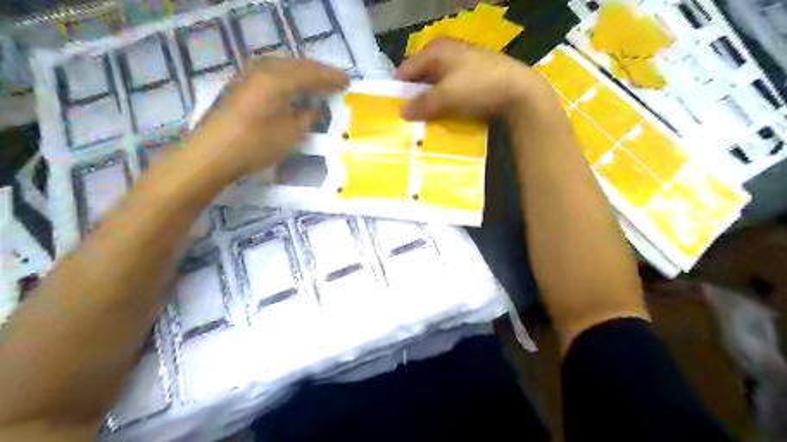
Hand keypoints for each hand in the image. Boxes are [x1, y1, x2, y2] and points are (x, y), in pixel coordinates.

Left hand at [184, 57, 345, 183]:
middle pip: (297, 65)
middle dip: (318, 72)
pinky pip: (271, 73)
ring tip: (317, 83)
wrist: (211, 153)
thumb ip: (306, 117)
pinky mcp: (240, 85)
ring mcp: (248, 75)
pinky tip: (292, 88)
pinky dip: (287, 78)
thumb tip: (315, 108)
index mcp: (278, 79)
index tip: (348, 82)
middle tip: (335, 80)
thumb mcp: (289, 134)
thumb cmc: (254, 145)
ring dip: (302, 73)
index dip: (331, 78)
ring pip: (283, 67)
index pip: (311, 73)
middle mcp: (263, 70)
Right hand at [393, 36, 557, 119]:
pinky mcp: (474, 75)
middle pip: (421, 76)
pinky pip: (451, 88)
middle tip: (410, 118)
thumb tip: (402, 112)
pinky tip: (447, 114)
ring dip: (431, 101)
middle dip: (415, 97)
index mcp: (435, 50)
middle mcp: (447, 52)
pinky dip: (446, 101)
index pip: (406, 69)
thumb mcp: (446, 97)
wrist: (519, 91)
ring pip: (437, 84)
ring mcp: (462, 62)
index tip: (395, 110)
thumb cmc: (477, 87)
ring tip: (427, 120)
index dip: (398, 89)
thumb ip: (422, 104)